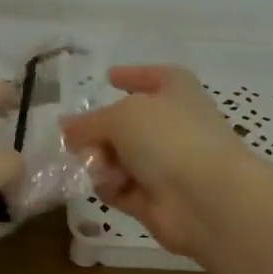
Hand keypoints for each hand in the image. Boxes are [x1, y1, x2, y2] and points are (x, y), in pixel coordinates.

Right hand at [60, 65, 252, 259]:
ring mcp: (165, 163)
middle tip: (77, 141)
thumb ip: (88, 123)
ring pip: (117, 157)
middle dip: (99, 131)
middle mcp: (173, 125)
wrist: (205, 198)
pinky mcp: (154, 198)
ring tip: (97, 166)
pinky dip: (110, 186)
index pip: (153, 76)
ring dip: (100, 161)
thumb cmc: (169, 138)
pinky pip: (119, 186)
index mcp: (176, 91)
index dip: (132, 75)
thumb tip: (66, 129)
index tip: (109, 77)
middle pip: (125, 123)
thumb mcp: (120, 116)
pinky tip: (112, 186)